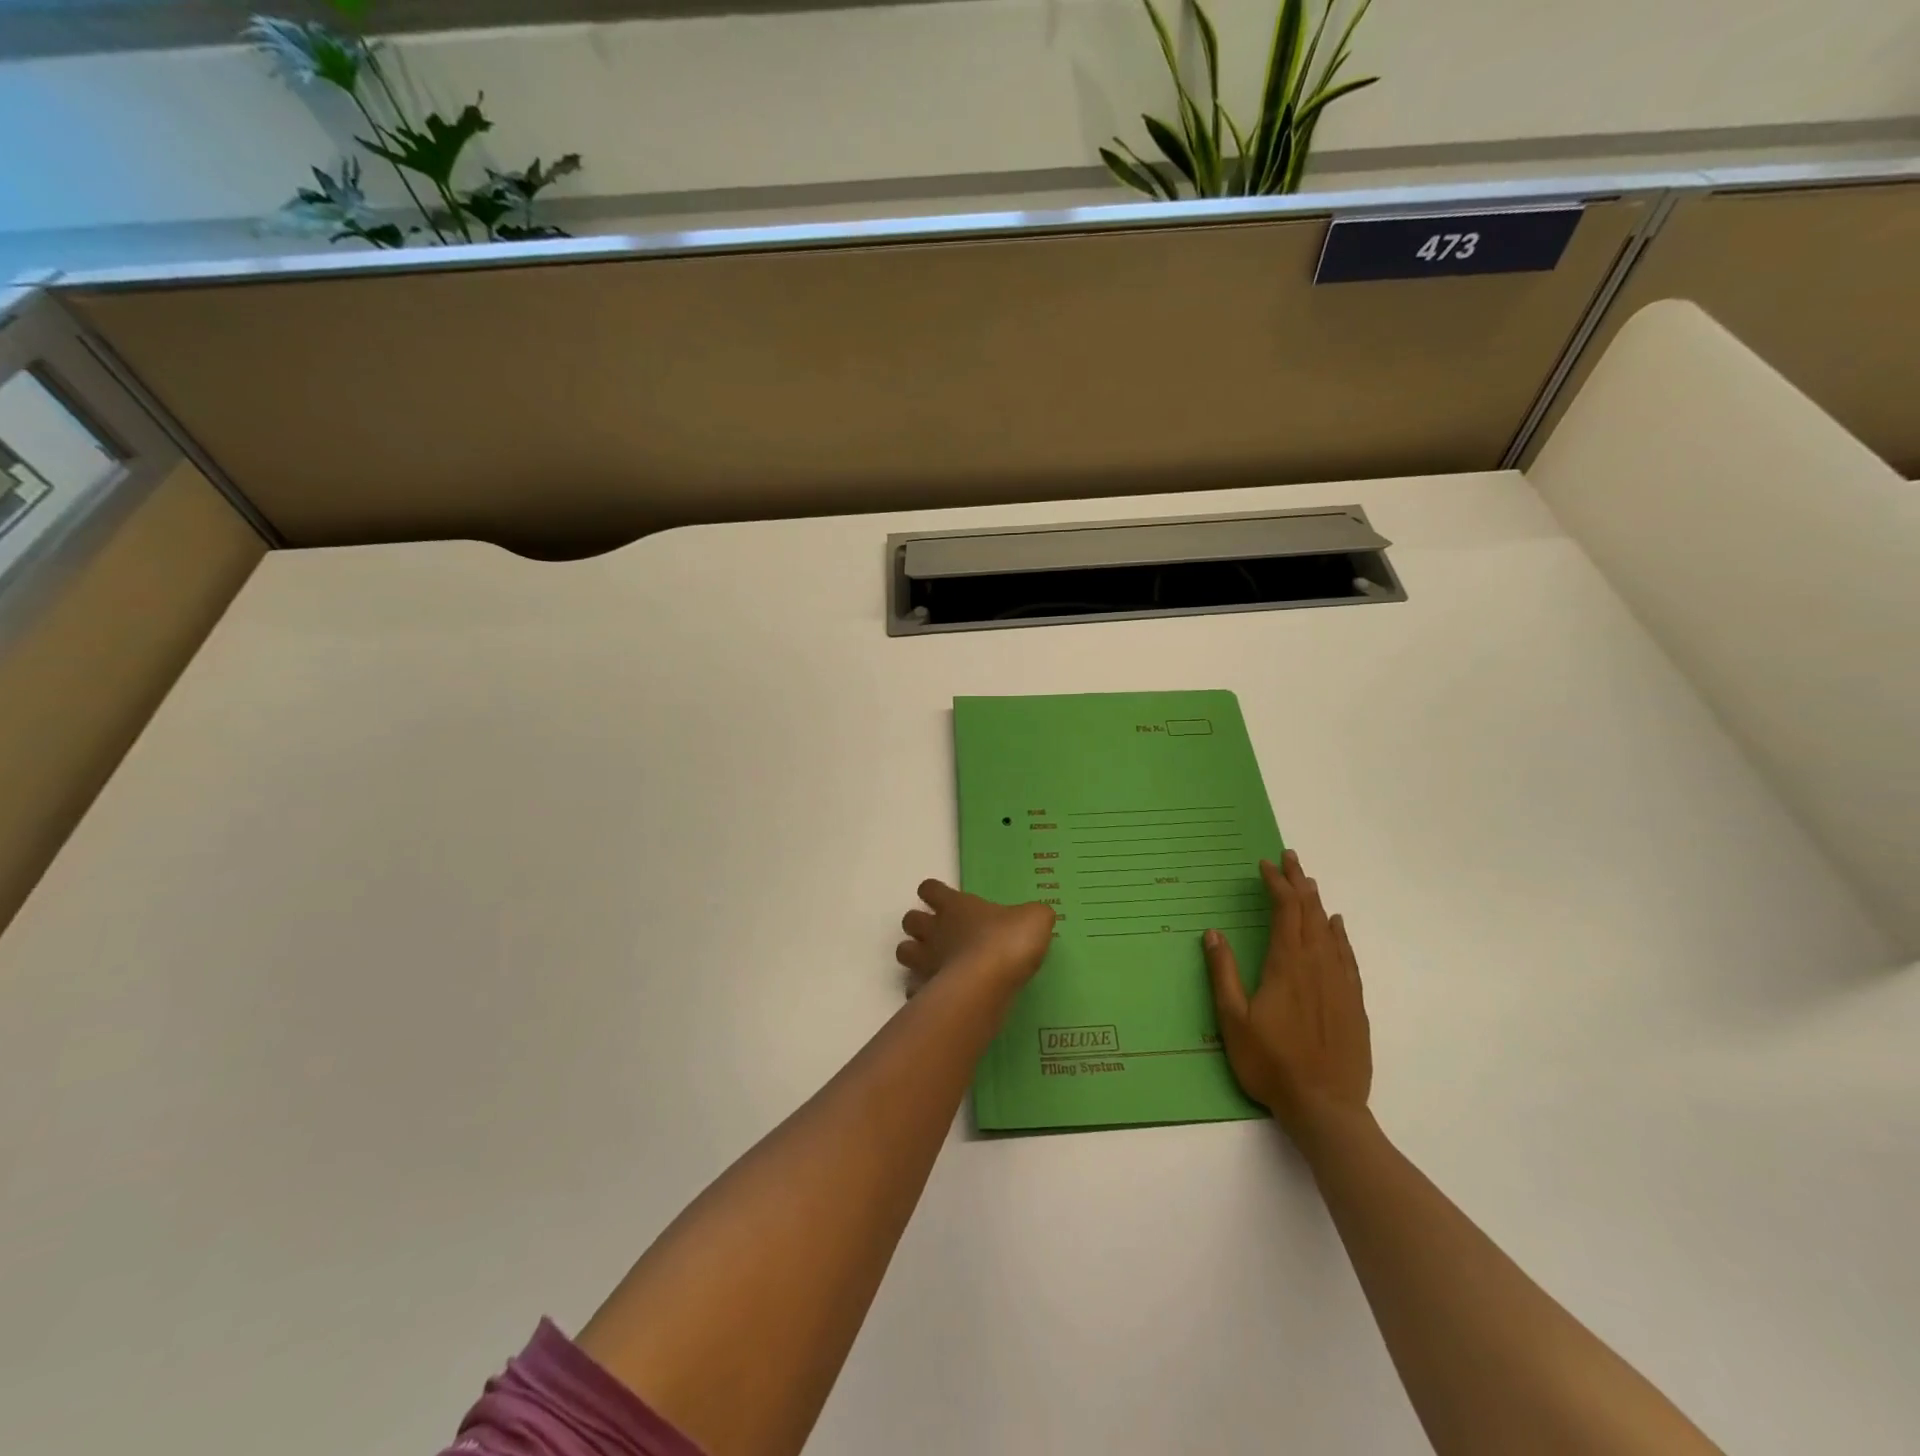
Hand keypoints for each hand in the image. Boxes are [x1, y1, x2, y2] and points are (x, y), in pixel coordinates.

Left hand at [896, 880, 1055, 996]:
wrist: (988, 983)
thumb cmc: (1008, 941)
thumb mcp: (1035, 919)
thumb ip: (1033, 915)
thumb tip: (1035, 916)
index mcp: (955, 906)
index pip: (931, 889)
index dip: (934, 892)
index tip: (942, 898)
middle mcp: (934, 930)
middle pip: (910, 920)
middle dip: (918, 925)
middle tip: (939, 934)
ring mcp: (925, 961)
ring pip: (903, 952)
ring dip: (914, 956)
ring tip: (934, 964)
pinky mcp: (925, 991)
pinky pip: (914, 989)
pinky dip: (921, 991)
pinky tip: (938, 996)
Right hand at [1202, 849, 1371, 1137]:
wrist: (1326, 1107)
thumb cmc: (1271, 1063)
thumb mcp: (1233, 1019)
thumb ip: (1223, 973)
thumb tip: (1212, 933)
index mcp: (1286, 965)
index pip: (1284, 912)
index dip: (1276, 885)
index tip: (1265, 866)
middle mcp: (1317, 966)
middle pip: (1310, 913)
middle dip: (1298, 883)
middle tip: (1289, 858)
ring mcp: (1340, 984)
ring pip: (1330, 931)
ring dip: (1317, 903)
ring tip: (1309, 882)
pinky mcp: (1354, 1003)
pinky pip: (1348, 957)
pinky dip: (1341, 935)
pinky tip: (1337, 927)